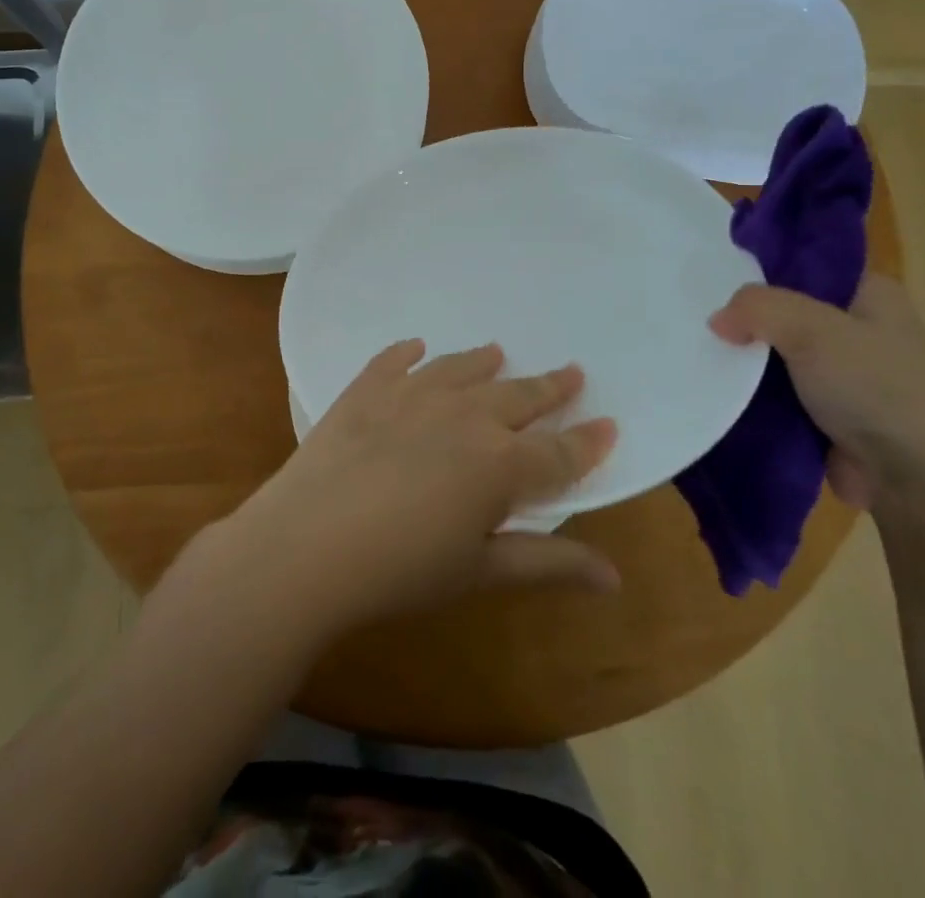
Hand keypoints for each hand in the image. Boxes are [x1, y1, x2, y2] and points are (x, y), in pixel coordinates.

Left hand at [207, 341, 620, 643]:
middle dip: (549, 387)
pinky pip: (393, 361)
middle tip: (570, 371)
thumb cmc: (402, 570)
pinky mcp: (366, 390)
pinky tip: (414, 347)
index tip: (609, 423)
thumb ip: (549, 565)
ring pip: (461, 369)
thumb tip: (615, 576)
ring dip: (483, 362)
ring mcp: (413, 395)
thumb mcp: (480, 572)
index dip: (587, 441)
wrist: (309, 544)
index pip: (559, 452)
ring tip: (497, 351)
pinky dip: (407, 352)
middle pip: (518, 397)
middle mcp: (465, 416)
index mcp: (501, 464)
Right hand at [710, 275, 924, 512]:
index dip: (757, 270)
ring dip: (747, 362)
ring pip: (778, 355)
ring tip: (700, 355)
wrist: (920, 483)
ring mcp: (846, 375)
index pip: (802, 265)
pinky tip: (721, 391)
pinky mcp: (830, 415)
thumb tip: (718, 321)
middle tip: (698, 320)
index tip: (712, 280)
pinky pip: (779, 394)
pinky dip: (754, 395)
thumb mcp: (812, 329)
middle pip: (784, 311)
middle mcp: (860, 329)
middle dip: (746, 319)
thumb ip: (757, 308)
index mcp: (870, 293)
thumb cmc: (877, 388)